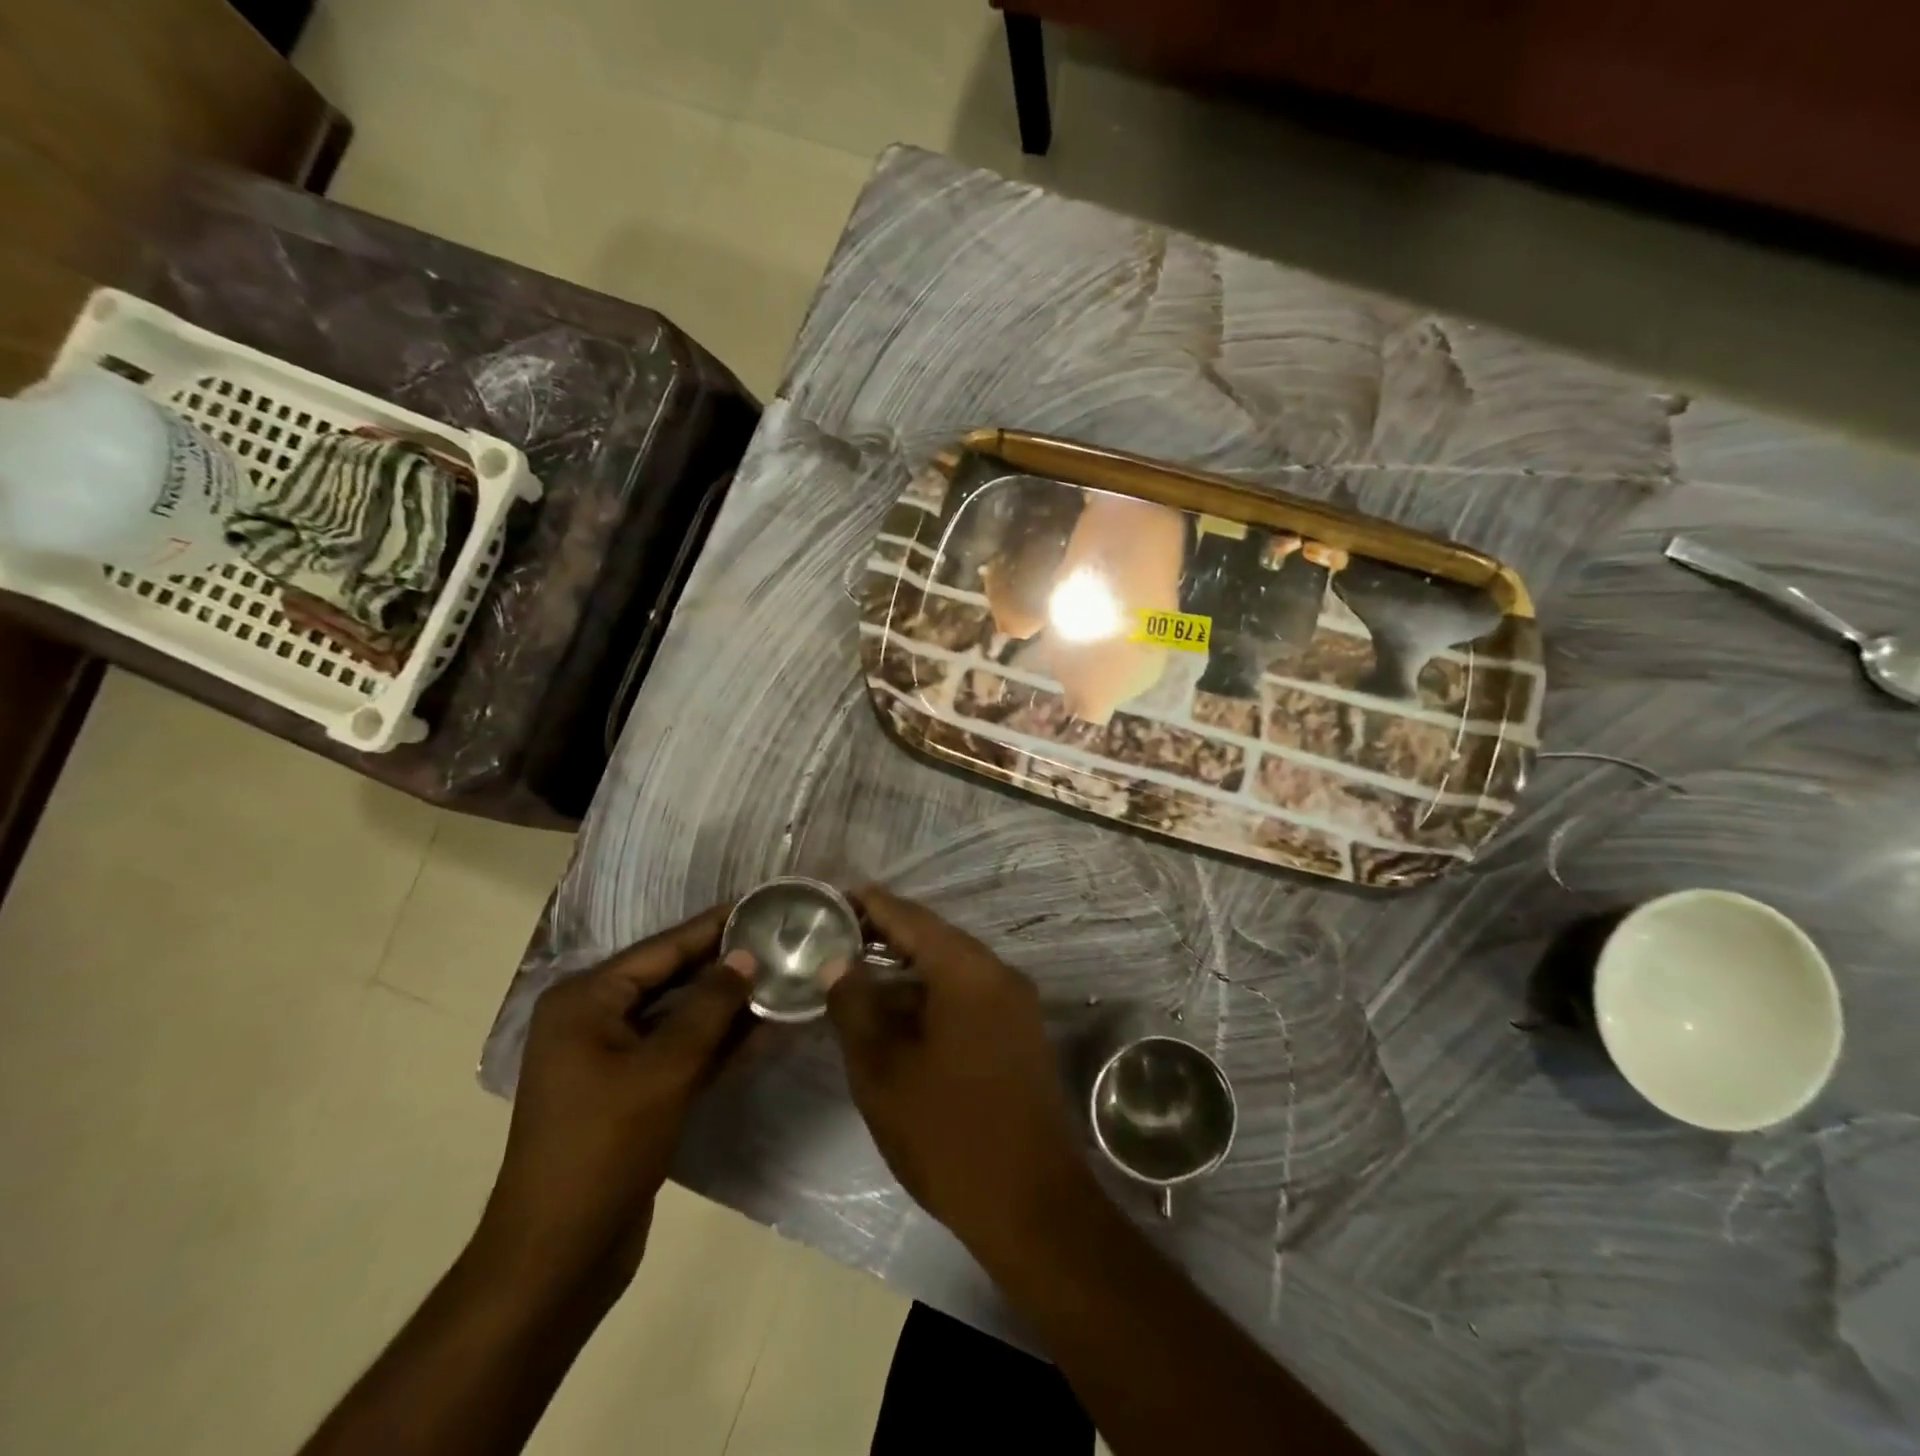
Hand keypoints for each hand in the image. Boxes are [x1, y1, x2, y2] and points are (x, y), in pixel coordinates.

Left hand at [476, 906, 753, 1291]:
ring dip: (728, 1006)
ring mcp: (611, 1058)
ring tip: (783, 978)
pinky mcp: (631, 1092)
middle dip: (726, 965)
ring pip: (681, 1017)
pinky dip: (718, 1043)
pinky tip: (766, 1030)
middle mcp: (594, 1019)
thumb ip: (710, 1006)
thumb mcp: (664, 1068)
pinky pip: (680, 1052)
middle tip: (781, 940)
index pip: (663, 949)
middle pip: (672, 979)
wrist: (558, 1256)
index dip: (714, 927)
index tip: (760, 903)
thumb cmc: (604, 1147)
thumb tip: (746, 956)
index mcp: (585, 1001)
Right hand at [824, 887, 1091, 1258]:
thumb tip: (838, 963)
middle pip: (933, 938)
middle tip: (834, 937)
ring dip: (905, 970)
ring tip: (855, 975)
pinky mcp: (1019, 1032)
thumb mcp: (883, 1071)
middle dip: (884, 936)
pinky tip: (896, 1014)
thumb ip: (855, 1007)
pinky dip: (930, 995)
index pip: (910, 918)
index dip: (869, 904)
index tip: (832, 896)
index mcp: (968, 971)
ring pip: (950, 969)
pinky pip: (968, 994)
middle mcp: (998, 973)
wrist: (1033, 1205)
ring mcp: (1015, 1003)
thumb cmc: (948, 1134)